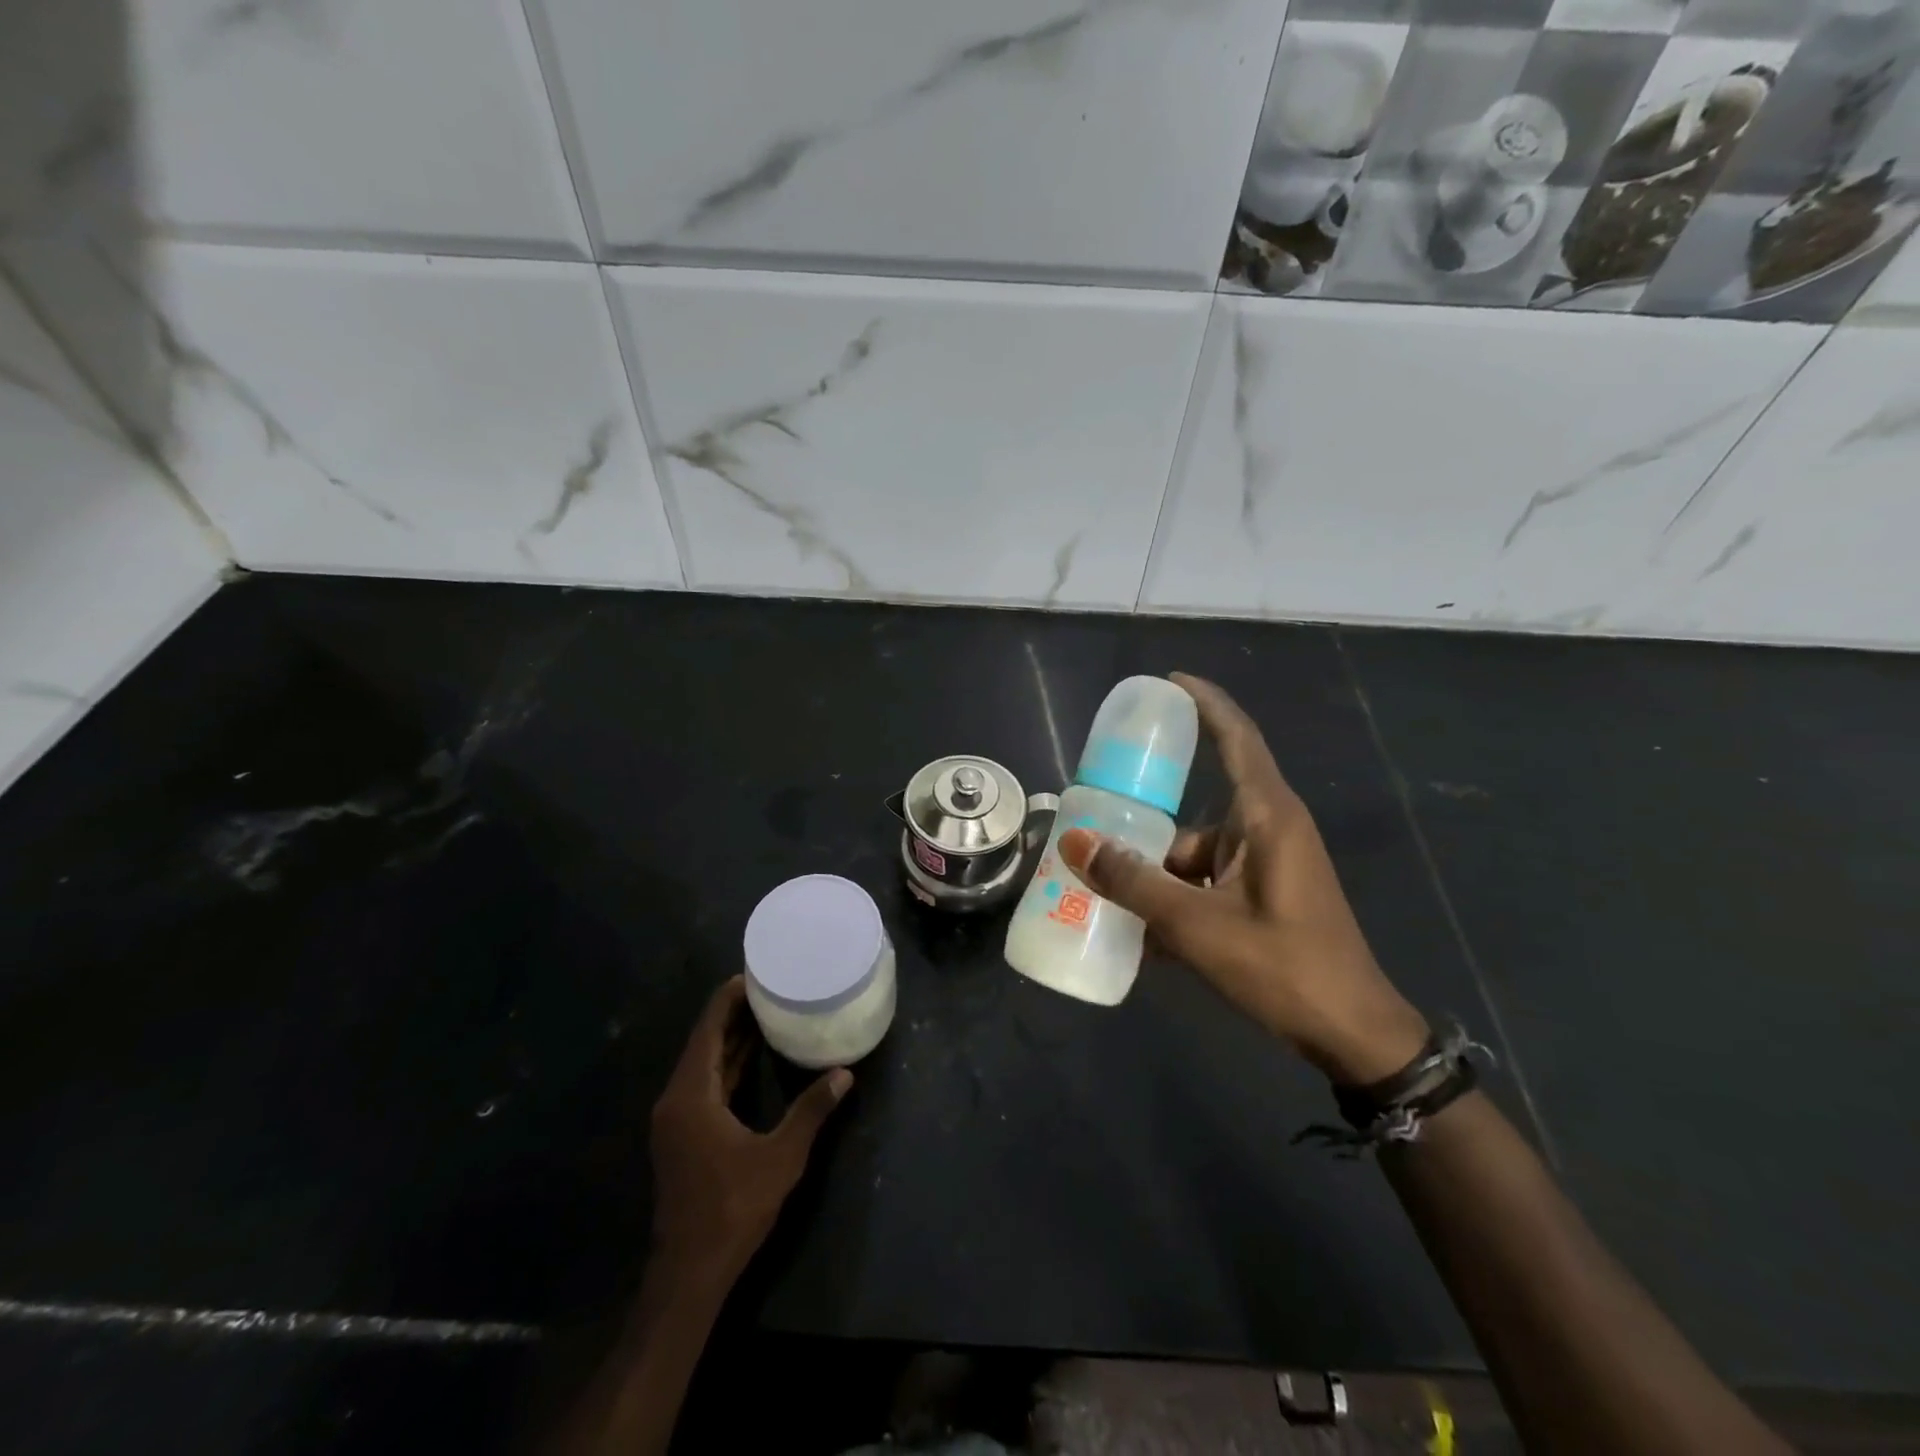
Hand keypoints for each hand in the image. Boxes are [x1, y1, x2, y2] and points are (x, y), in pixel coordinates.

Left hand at [649, 977, 851, 1285]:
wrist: (689, 1274)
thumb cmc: (732, 1208)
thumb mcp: (780, 1157)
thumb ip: (811, 1111)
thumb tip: (844, 1073)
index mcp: (691, 1094)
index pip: (709, 1027)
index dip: (730, 997)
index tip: (758, 973)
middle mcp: (677, 1098)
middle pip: (705, 1041)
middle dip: (735, 1012)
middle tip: (771, 986)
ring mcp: (677, 1119)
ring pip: (705, 1063)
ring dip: (732, 1038)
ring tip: (768, 1010)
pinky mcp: (683, 1135)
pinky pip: (705, 1084)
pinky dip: (728, 1065)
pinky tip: (755, 1057)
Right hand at [1058, 673, 1428, 1083]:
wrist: (1353, 1037)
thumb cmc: (1284, 968)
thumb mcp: (1198, 926)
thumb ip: (1134, 883)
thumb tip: (1076, 843)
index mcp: (1268, 818)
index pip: (1237, 738)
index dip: (1205, 703)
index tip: (1167, 681)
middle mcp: (1268, 831)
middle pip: (1196, 809)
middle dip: (1148, 823)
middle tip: (1097, 824)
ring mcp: (1267, 866)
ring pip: (1195, 856)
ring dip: (1158, 878)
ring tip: (1109, 898)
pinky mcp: (1263, 897)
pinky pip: (1207, 886)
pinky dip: (1177, 903)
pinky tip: (1145, 939)